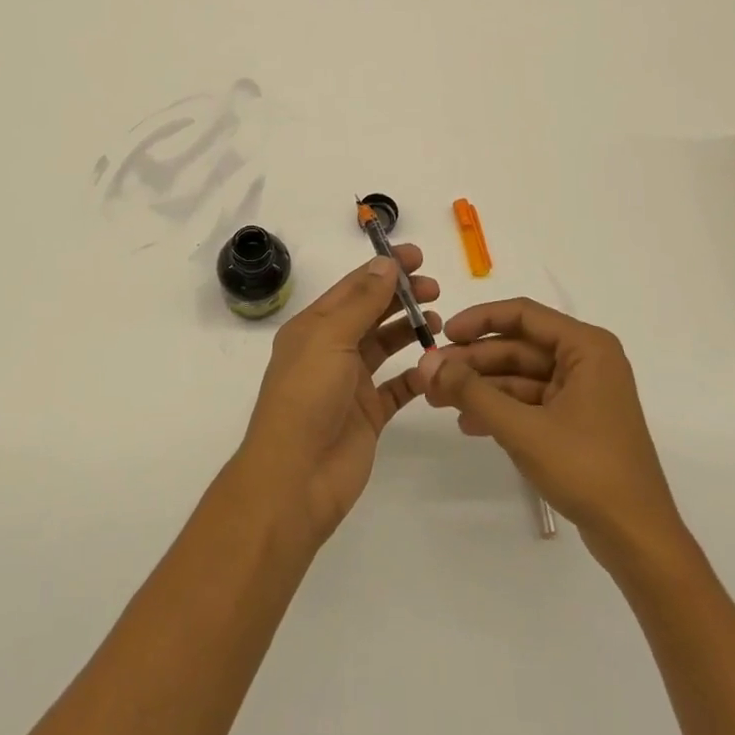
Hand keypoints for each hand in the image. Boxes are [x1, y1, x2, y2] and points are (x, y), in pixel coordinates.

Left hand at [236, 248, 439, 545]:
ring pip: (385, 346)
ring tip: (438, 320)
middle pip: (371, 313)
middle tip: (435, 288)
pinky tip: (436, 365)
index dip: (383, 269)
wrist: (296, 477)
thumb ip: (362, 302)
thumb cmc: (307, 397)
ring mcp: (350, 383)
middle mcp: (331, 350)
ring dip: (410, 330)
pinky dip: (417, 375)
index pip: (353, 287)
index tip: (418, 256)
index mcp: (314, 327)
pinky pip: (397, 387)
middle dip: (401, 296)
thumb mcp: (331, 339)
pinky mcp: (368, 414)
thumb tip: (386, 264)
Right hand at [416, 298, 686, 564]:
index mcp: (586, 347)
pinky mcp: (577, 421)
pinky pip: (531, 402)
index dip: (479, 320)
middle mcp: (587, 360)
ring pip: (521, 376)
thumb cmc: (586, 469)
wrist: (639, 539)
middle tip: (431, 375)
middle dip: (474, 362)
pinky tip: (468, 423)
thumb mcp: (522, 428)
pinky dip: (500, 409)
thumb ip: (472, 392)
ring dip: (482, 387)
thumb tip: (427, 363)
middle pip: (519, 347)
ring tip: (439, 401)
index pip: (523, 315)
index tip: (443, 336)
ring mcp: (583, 392)